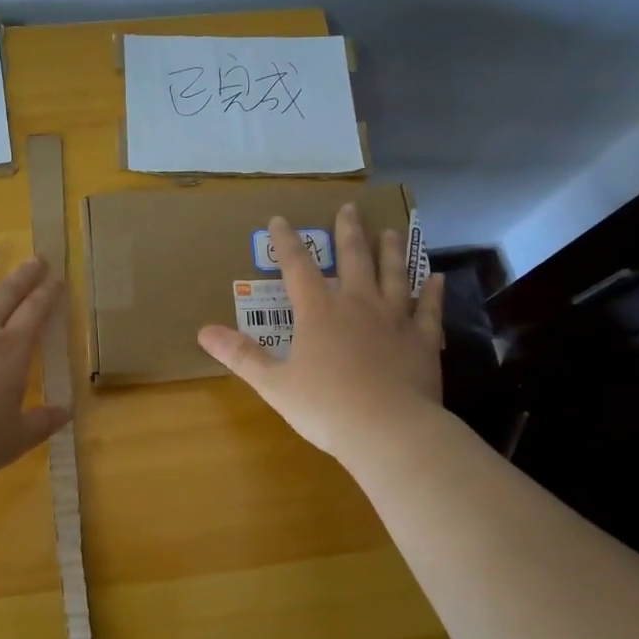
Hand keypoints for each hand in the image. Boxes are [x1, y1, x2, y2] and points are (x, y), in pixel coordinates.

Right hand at [198, 204, 445, 463]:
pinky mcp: (423, 341)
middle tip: (350, 208)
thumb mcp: (273, 383)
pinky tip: (436, 277)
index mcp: (319, 312)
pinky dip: (432, 292)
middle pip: (353, 258)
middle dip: (348, 232)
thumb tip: (203, 332)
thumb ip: (241, 355)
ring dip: (391, 251)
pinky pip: (429, 309)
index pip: (298, 267)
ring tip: (391, 231)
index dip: (286, 242)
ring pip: (394, 275)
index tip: (279, 219)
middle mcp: (358, 305)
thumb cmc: (325, 407)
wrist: (388, 430)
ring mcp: (395, 319)